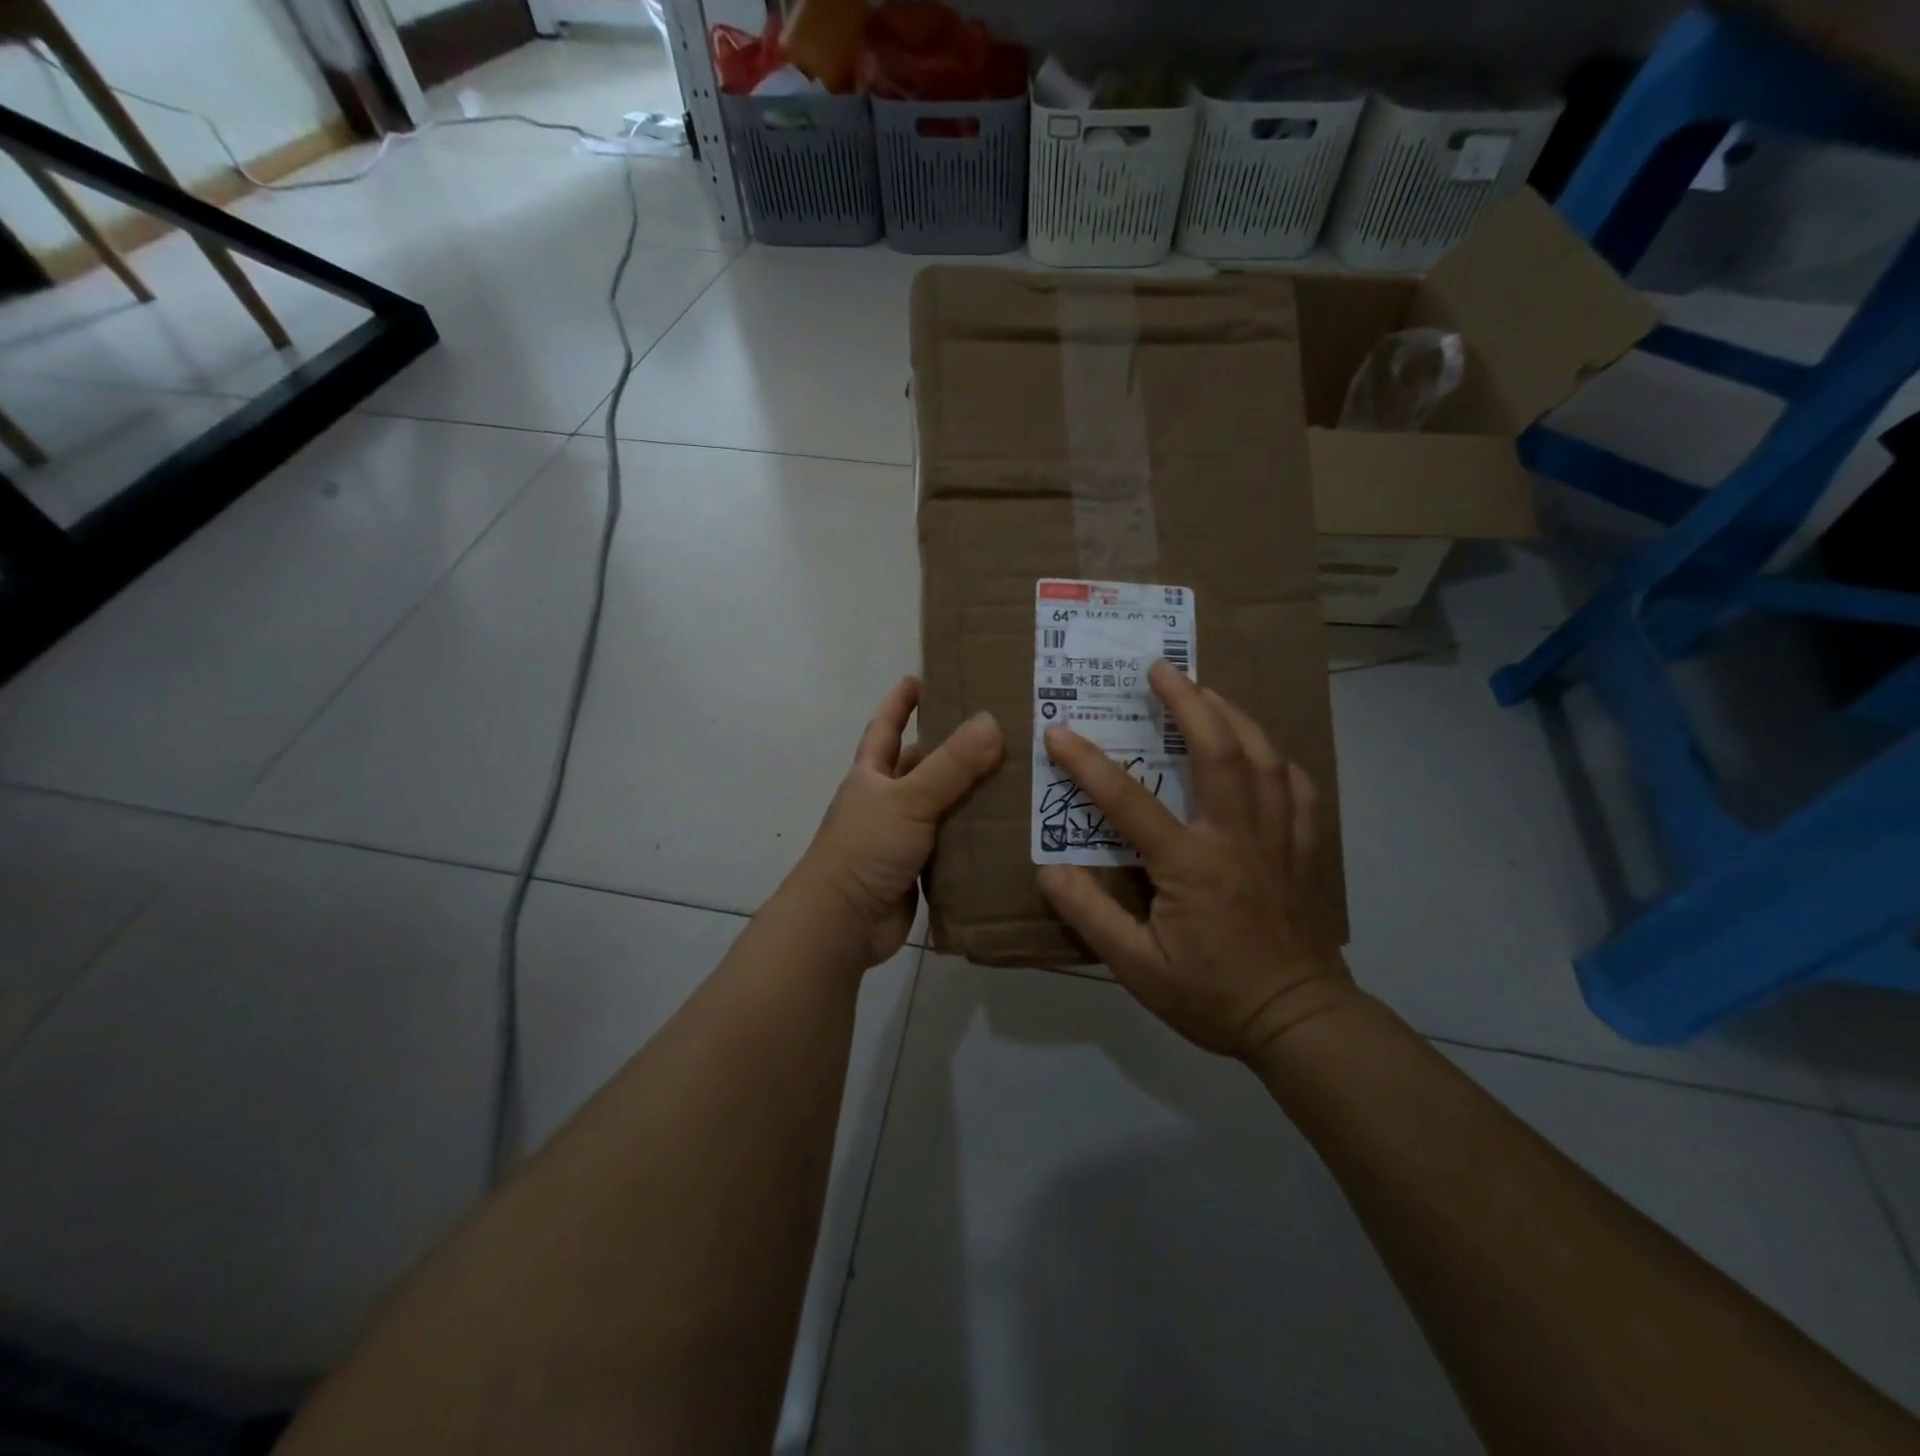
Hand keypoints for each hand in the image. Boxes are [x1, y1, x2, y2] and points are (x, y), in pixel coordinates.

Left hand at [795, 676, 1003, 967]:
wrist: (843, 923)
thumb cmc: (865, 849)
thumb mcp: (908, 799)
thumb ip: (951, 765)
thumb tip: (992, 720)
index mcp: (872, 775)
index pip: (886, 727)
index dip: (901, 702)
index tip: (922, 677)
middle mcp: (886, 801)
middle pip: (923, 765)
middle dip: (953, 748)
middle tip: (1000, 729)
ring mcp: (902, 836)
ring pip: (943, 805)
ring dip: (972, 793)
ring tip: (1018, 774)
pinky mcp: (919, 869)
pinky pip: (953, 843)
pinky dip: (975, 835)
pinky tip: (1009, 827)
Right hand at [1037, 660, 1353, 1061]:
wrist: (1299, 1021)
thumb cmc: (1213, 996)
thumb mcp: (1138, 968)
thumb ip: (1092, 916)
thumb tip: (1048, 871)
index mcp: (1191, 864)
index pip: (1129, 801)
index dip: (1089, 764)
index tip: (1059, 732)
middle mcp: (1236, 837)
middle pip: (1218, 751)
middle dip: (1188, 702)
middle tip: (1162, 668)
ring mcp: (1277, 839)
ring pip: (1262, 757)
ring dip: (1233, 715)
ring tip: (1207, 690)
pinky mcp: (1301, 850)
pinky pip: (1296, 788)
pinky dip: (1276, 758)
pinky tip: (1261, 750)